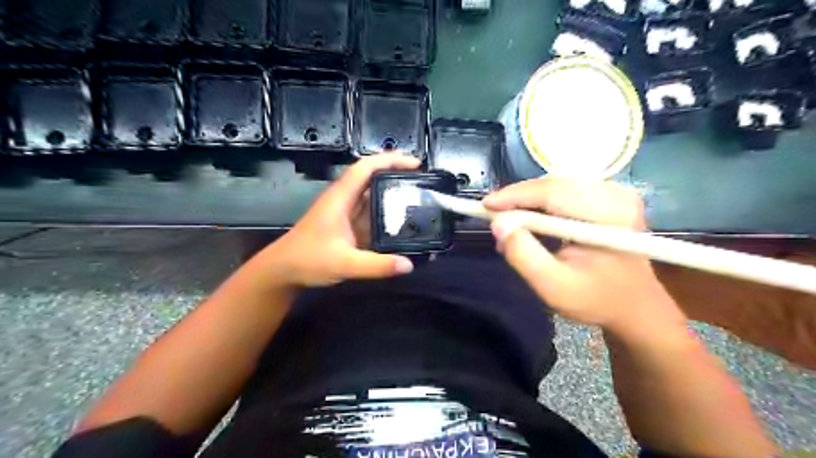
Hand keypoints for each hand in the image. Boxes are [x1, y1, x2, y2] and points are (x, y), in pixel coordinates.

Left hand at [258, 156, 416, 288]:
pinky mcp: (347, 225)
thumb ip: (377, 265)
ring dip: (392, 192)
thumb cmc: (308, 260)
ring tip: (418, 196)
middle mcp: (344, 200)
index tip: (415, 164)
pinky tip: (402, 220)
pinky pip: (370, 213)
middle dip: (396, 173)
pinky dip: (386, 212)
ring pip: (372, 194)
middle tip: (422, 181)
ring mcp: (345, 212)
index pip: (366, 168)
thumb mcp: (345, 264)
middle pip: (371, 176)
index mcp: (340, 198)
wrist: (283, 272)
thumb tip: (409, 265)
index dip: (390, 160)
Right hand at [480, 177, 682, 334]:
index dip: (515, 196)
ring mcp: (615, 193)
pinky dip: (541, 202)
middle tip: (493, 215)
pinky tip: (529, 218)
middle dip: (519, 198)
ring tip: (509, 220)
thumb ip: (523, 255)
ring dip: (528, 200)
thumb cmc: (595, 299)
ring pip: (557, 185)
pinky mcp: (609, 196)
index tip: (486, 205)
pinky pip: (565, 190)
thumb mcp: (553, 287)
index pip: (554, 193)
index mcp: (610, 217)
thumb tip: (498, 224)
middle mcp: (616, 195)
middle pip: (554, 184)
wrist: (633, 305)